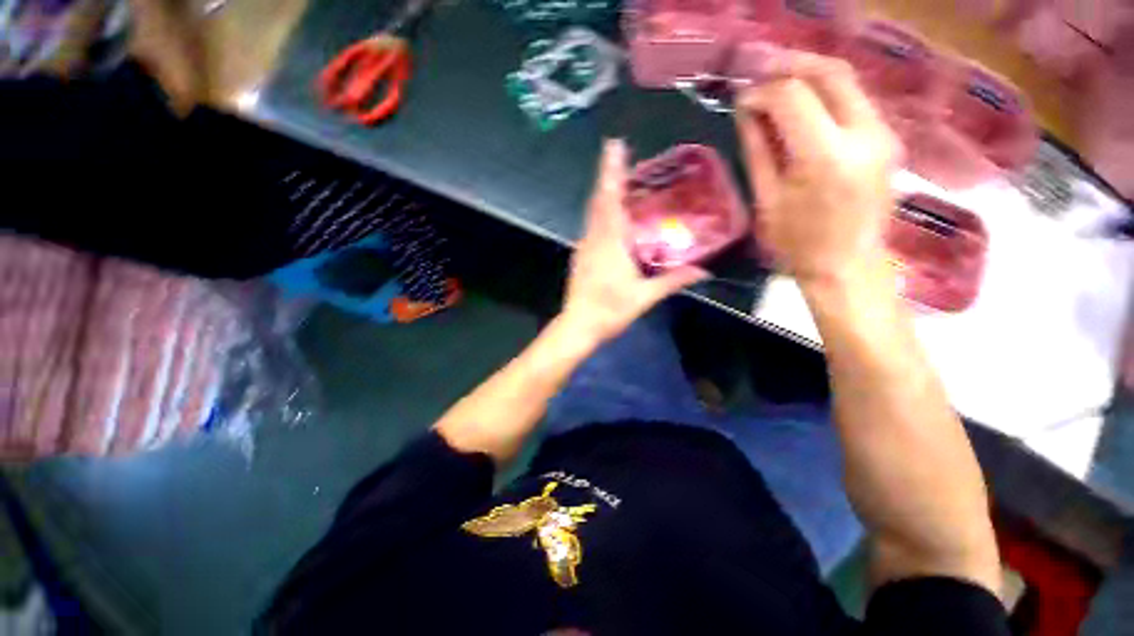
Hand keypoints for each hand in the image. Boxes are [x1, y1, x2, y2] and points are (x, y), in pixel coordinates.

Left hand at [560, 140, 708, 345]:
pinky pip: (592, 227)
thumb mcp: (644, 297)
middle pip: (599, 200)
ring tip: (619, 181)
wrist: (578, 325)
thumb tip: (702, 272)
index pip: (611, 199)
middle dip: (608, 175)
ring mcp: (584, 247)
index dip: (612, 172)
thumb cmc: (610, 310)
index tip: (614, 145)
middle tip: (619, 155)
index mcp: (610, 242)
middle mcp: (593, 238)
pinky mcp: (581, 256)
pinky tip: (612, 218)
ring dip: (605, 194)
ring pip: (593, 213)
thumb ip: (672, 281)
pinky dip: (601, 214)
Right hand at [735, 53, 898, 288]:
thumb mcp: (767, 200)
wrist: (847, 266)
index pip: (792, 97)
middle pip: (830, 72)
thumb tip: (746, 111)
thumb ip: (758, 149)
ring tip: (777, 84)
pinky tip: (802, 105)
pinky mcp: (887, 139)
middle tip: (760, 71)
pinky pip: (855, 100)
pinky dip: (825, 94)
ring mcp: (883, 134)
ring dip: (809, 75)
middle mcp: (863, 135)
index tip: (741, 100)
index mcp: (825, 157)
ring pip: (847, 81)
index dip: (762, 91)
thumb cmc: (797, 244)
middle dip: (790, 65)